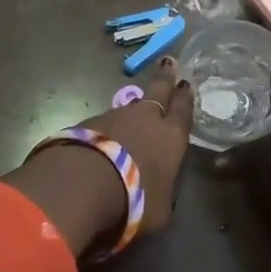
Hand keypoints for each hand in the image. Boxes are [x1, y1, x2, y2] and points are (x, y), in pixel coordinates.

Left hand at [71, 56, 194, 232]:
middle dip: (165, 77)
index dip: (185, 97)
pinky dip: (105, 130)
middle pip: (159, 91)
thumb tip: (157, 190)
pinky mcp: (85, 124)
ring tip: (133, 114)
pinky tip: (102, 141)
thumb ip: (161, 192)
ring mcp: (114, 117)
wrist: (83, 185)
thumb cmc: (135, 199)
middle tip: (169, 62)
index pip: (183, 110)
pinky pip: (102, 124)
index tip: (186, 83)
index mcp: (172, 136)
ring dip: (132, 110)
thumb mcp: (159, 209)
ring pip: (128, 108)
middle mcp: (146, 118)